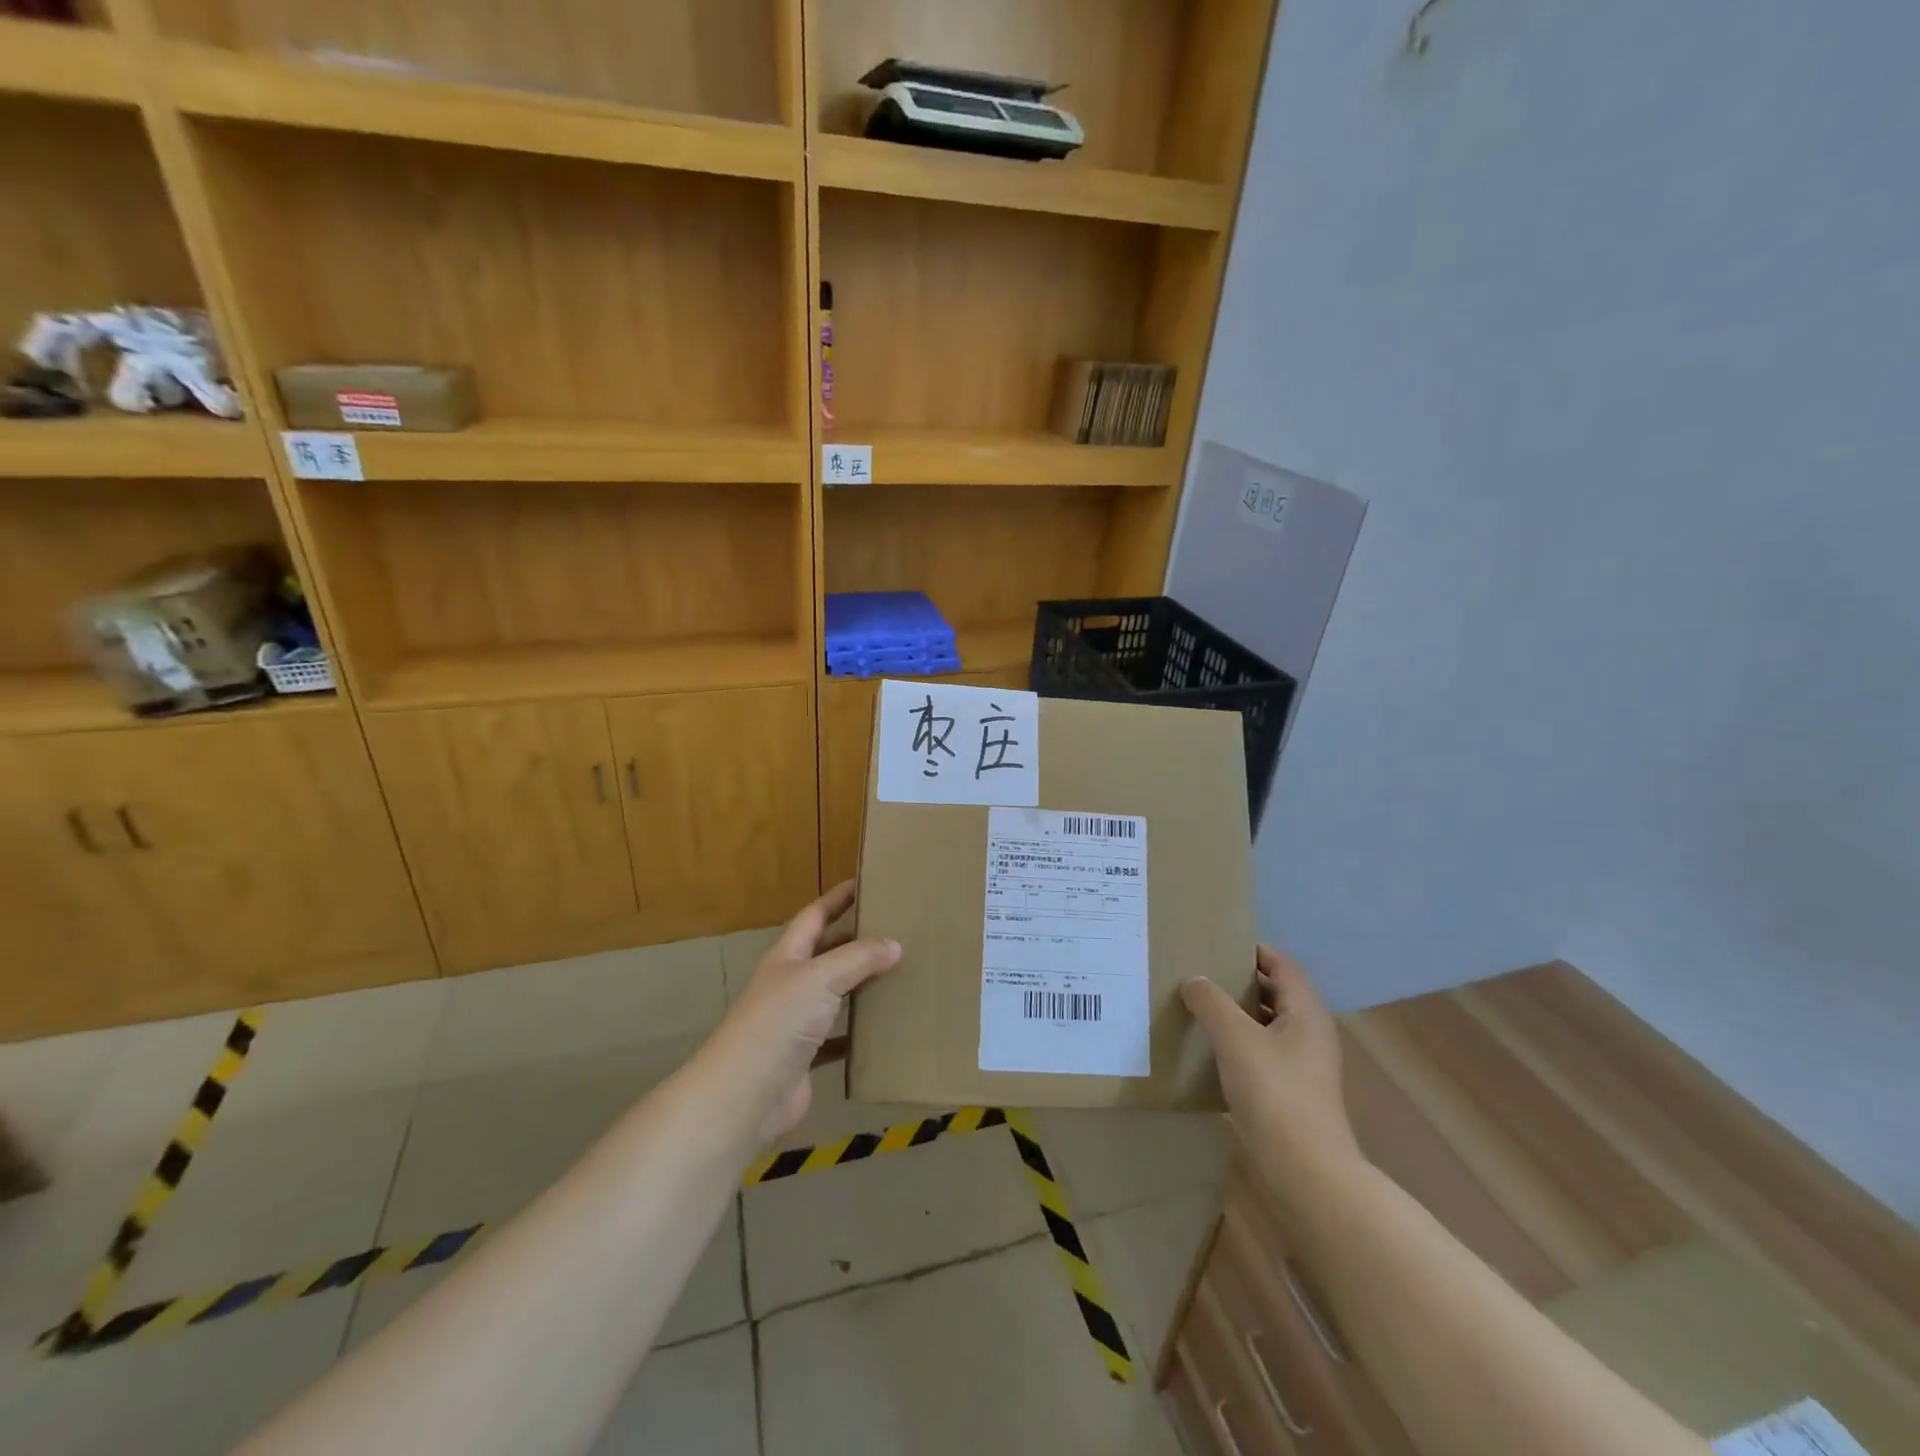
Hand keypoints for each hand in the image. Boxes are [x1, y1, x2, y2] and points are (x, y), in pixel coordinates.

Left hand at [699, 881, 900, 1143]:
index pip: (815, 915)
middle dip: (857, 939)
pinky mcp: (807, 1057)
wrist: (744, 1096)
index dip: (838, 898)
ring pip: (837, 994)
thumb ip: (858, 958)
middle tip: (898, 929)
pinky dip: (861, 1031)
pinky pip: (840, 1037)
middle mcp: (791, 983)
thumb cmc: (777, 1023)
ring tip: (903, 972)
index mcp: (788, 956)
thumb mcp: (819, 977)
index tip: (867, 882)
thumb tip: (895, 944)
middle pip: (828, 952)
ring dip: (863, 984)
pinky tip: (888, 1027)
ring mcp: (797, 1022)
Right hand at [1182, 945, 1359, 1170]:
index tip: (1218, 943)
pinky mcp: (1290, 1093)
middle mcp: (1309, 1033)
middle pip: (1275, 993)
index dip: (1253, 950)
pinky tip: (1210, 1049)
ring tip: (1199, 1006)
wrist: (1304, 1169)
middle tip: (1201, 971)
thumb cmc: (1273, 1091)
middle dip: (1240, 981)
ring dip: (1237, 1014)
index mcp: (1306, 1012)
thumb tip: (1194, 980)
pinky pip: (1262, 1053)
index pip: (1282, 965)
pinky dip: (1238, 1043)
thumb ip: (1211, 1002)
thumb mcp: (1234, 1037)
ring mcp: (1303, 1066)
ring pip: (1267, 1025)